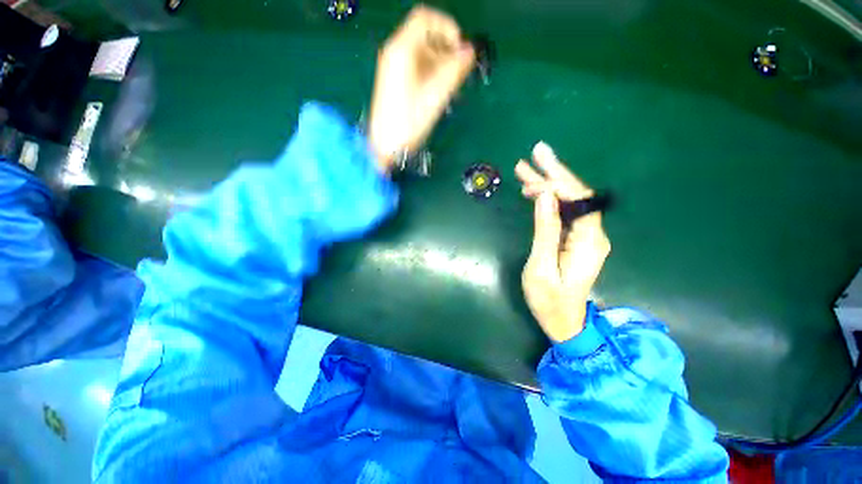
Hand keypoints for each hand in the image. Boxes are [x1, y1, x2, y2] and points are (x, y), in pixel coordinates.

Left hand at [368, 5, 475, 172]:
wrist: (385, 146)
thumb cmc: (409, 122)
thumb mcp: (435, 96)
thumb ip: (455, 70)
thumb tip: (471, 51)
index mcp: (402, 49)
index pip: (426, 18)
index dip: (447, 27)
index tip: (460, 48)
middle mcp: (395, 52)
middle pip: (425, 36)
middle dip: (446, 49)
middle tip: (460, 72)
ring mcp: (393, 67)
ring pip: (422, 53)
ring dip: (441, 64)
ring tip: (452, 87)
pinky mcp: (395, 81)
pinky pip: (417, 67)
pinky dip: (431, 73)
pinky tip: (440, 92)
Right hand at [516, 142, 610, 341]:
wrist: (564, 321)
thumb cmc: (550, 300)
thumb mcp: (542, 267)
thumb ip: (545, 231)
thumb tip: (546, 197)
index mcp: (588, 241)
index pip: (578, 200)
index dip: (557, 182)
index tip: (533, 175)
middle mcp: (591, 233)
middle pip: (575, 195)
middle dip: (554, 173)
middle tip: (534, 154)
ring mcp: (583, 235)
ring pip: (568, 201)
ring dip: (548, 184)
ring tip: (525, 170)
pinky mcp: (573, 238)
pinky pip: (562, 212)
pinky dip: (547, 199)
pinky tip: (533, 192)